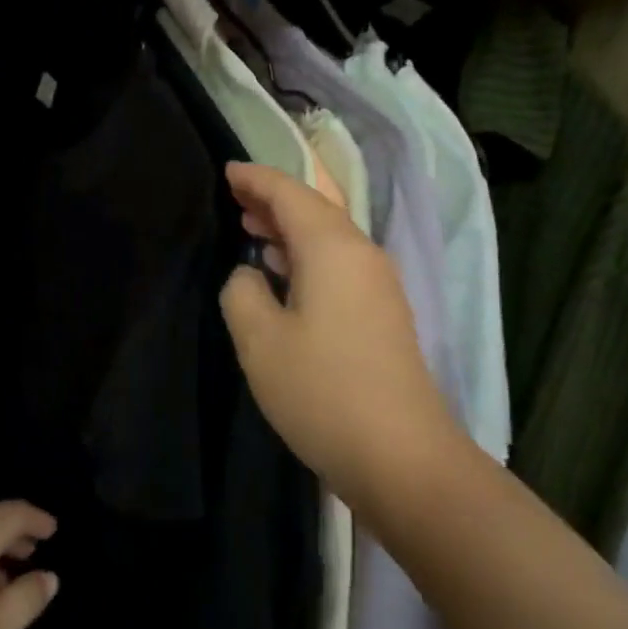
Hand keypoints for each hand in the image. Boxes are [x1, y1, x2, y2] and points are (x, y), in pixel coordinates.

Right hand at [219, 161, 466, 505]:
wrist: (401, 457)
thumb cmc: (322, 391)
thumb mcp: (260, 340)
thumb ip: (242, 292)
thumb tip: (250, 276)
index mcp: (334, 248)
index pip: (291, 193)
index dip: (256, 179)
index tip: (226, 171)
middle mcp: (362, 255)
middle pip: (316, 209)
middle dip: (274, 198)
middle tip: (234, 196)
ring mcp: (378, 286)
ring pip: (328, 238)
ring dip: (289, 228)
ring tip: (251, 227)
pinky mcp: (381, 315)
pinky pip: (337, 265)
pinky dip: (305, 256)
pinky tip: (282, 273)